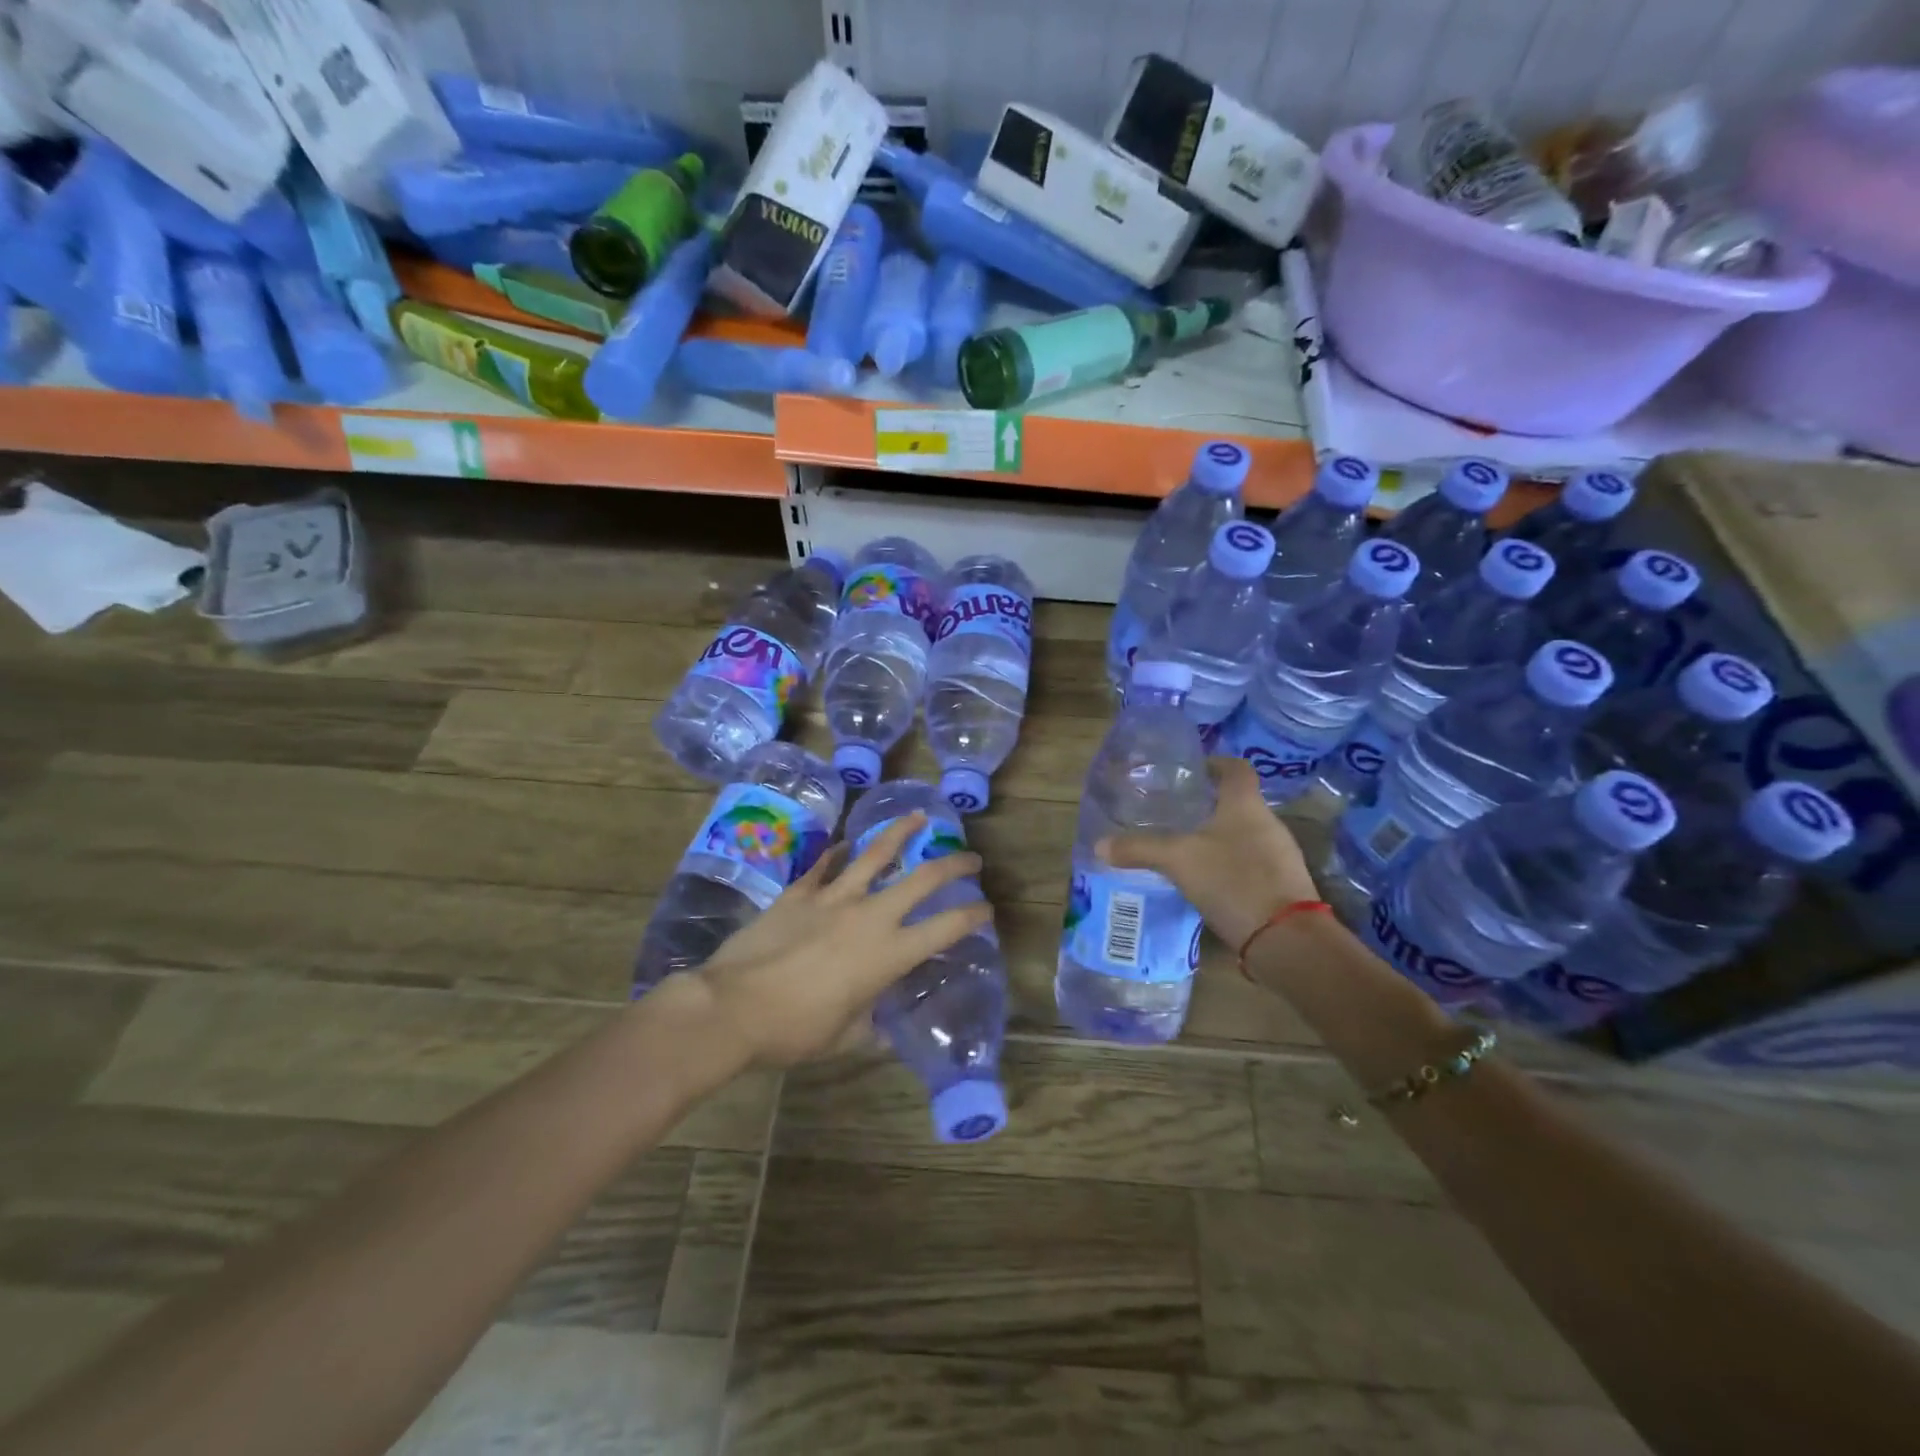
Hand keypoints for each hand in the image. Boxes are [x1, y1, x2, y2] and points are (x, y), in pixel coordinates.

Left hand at [691, 813, 992, 1066]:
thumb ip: (870, 1026)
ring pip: (875, 854)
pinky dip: (838, 852)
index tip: (986, 909)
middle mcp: (869, 916)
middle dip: (953, 864)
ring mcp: (833, 898)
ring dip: (901, 832)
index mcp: (888, 954)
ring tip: (917, 817)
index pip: (945, 928)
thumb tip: (883, 1027)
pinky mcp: (799, 892)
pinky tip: (846, 843)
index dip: (972, 916)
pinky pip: (825, 865)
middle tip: (970, 857)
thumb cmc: (793, 1031)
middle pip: (922, 878)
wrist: (732, 1007)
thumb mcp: (844, 1038)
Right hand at [1098, 756, 1318, 951]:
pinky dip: (1229, 864)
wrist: (1285, 939)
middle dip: (1208, 805)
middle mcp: (1268, 822)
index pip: (1235, 768)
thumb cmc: (1232, 880)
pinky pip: (1250, 863)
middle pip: (1237, 802)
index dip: (1214, 763)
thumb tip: (1100, 845)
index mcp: (1245, 804)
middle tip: (1174, 812)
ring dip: (1218, 836)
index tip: (1189, 772)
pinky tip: (1205, 880)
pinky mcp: (1282, 885)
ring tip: (1184, 847)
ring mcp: (1279, 855)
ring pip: (1244, 834)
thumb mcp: (1178, 859)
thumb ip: (1139, 848)